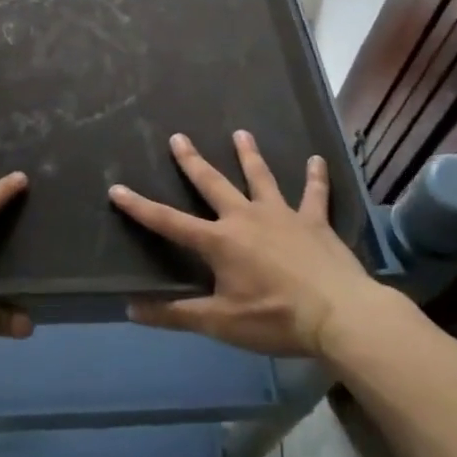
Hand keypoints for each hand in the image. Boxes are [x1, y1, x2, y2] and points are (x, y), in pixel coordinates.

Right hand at [109, 130, 391, 358]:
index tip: (116, 188)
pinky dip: (316, 177)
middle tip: (178, 137)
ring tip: (241, 133)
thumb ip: (176, 315)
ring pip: (261, 177)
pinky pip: (315, 194)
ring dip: (249, 155)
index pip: (169, 222)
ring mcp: (282, 215)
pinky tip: (318, 159)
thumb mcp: (221, 323)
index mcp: (219, 241)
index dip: (140, 207)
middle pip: (213, 184)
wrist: (340, 316)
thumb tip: (131, 309)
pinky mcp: (315, 222)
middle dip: (192, 161)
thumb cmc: (276, 319)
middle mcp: (246, 217)